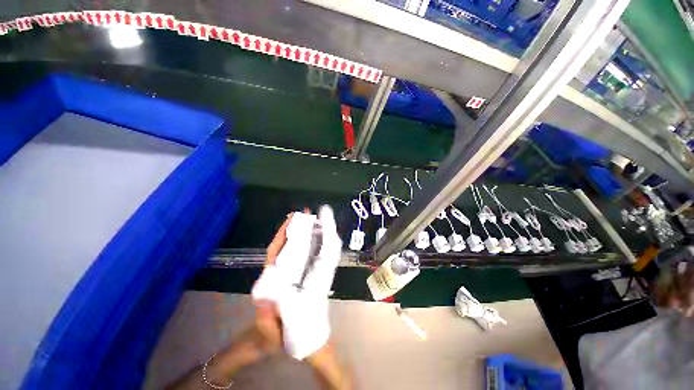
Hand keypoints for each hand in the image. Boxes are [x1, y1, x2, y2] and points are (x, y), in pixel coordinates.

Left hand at [252, 206, 341, 359]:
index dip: (281, 236)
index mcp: (269, 282)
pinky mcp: (295, 278)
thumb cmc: (269, 337)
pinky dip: (306, 246)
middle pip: (284, 246)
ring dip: (301, 234)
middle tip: (306, 215)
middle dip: (293, 229)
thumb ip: (267, 320)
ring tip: (313, 221)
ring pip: (292, 250)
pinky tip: (316, 240)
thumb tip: (269, 299)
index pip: (274, 253)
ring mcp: (286, 275)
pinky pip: (300, 259)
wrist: (270, 341)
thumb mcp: (269, 333)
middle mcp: (277, 274)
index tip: (291, 221)